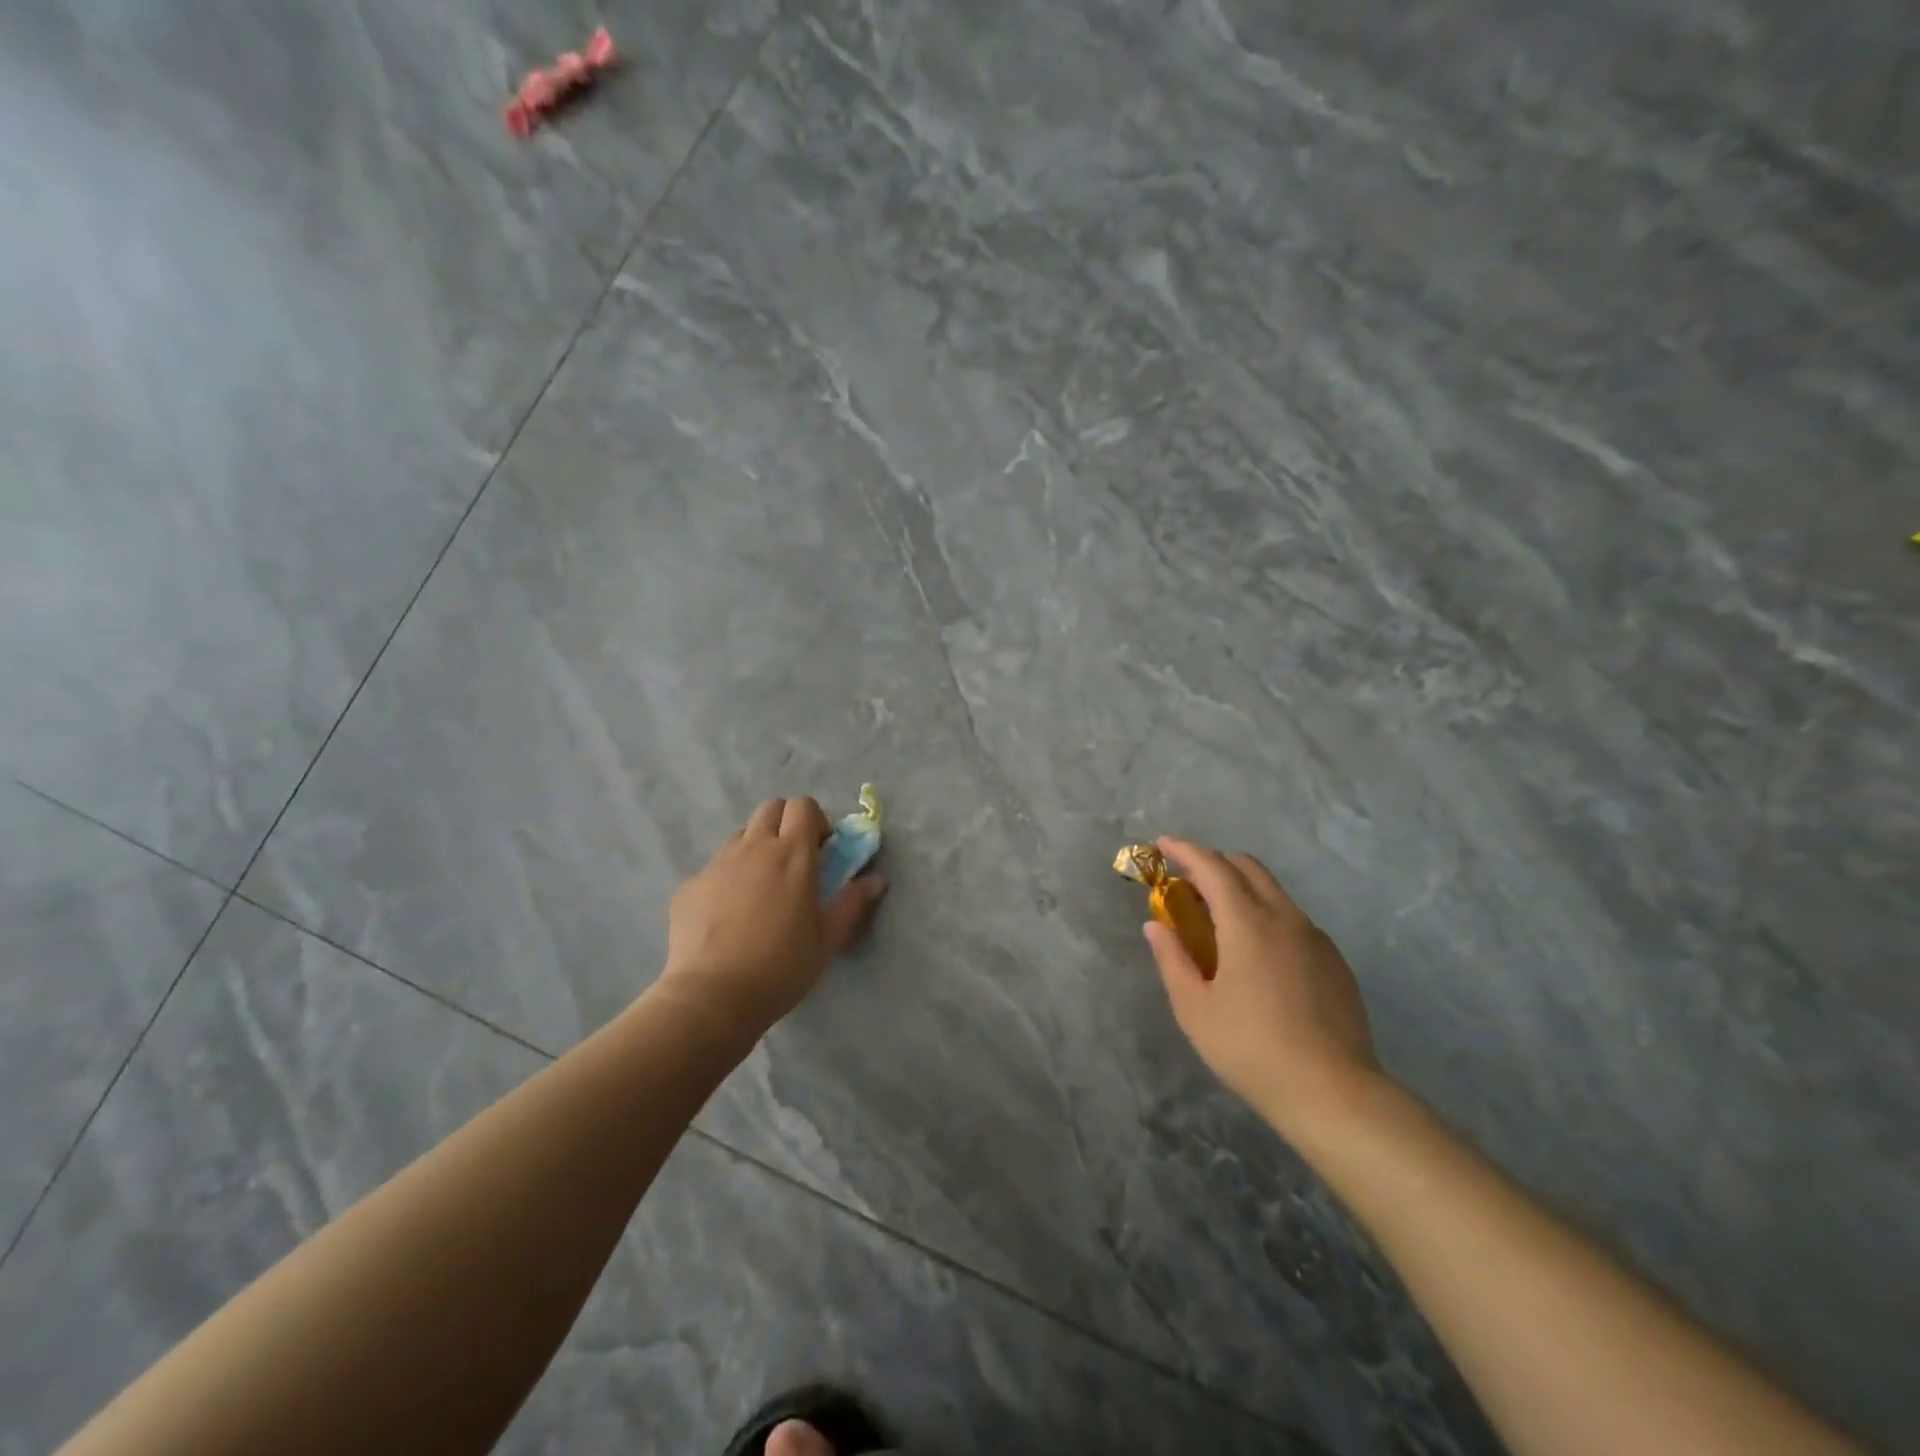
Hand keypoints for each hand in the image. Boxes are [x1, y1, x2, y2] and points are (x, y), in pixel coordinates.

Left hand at [661, 797, 886, 1032]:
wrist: (713, 996)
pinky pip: (714, 869)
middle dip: (785, 824)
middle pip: (770, 808)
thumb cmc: (782, 965)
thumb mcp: (828, 938)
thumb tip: (877, 880)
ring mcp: (717, 864)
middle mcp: (753, 847)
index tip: (822, 850)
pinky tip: (728, 918)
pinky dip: (727, 880)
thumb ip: (854, 902)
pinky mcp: (689, 886)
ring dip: (756, 849)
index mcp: (792, 853)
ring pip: (740, 837)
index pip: (803, 805)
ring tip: (761, 890)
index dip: (815, 820)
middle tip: (794, 862)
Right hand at [1145, 837, 1381, 1137]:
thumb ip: (1172, 959)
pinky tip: (1257, 954)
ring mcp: (1315, 937)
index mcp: (1247, 923)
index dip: (1185, 850)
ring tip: (1218, 918)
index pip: (1212, 867)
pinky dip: (1266, 914)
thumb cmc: (1251, 1049)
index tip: (1162, 845)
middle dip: (1214, 862)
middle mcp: (1284, 917)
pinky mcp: (1334, 960)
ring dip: (1241, 887)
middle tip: (1186, 881)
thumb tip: (1156, 926)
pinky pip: (1293, 919)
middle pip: (1247, 867)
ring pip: (1274, 891)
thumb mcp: (1195, 1009)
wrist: (1334, 1093)